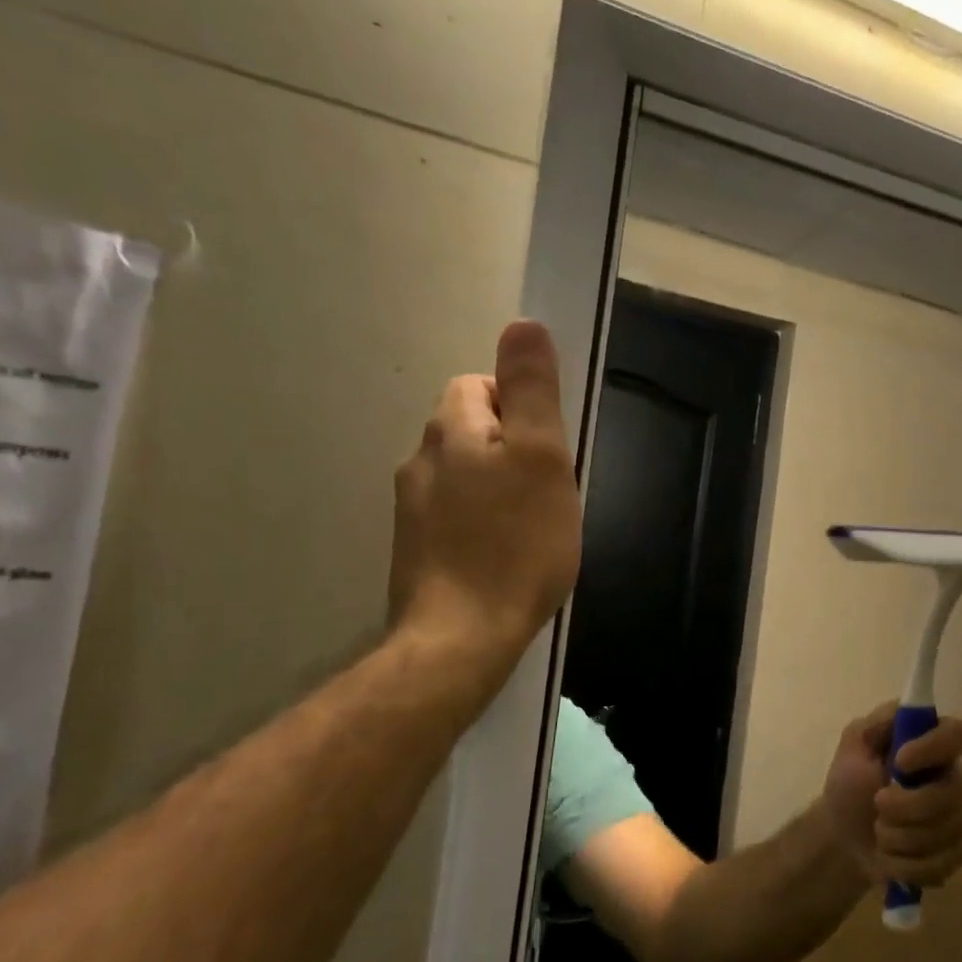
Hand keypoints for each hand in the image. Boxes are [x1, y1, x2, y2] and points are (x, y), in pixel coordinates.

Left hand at [387, 320, 581, 664]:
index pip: (481, 385)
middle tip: (548, 491)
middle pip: (471, 430)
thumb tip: (523, 324)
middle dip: (511, 449)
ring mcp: (411, 509)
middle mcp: (420, 460)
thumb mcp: (542, 458)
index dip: (521, 407)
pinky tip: (503, 556)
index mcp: (451, 430)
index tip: (550, 450)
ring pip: (464, 476)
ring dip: (496, 488)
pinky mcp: (415, 550)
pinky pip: (454, 516)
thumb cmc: (516, 544)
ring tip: (531, 528)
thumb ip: (532, 390)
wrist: (462, 637)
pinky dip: (481, 524)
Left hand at [822, 702, 961, 888]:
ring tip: (879, 832)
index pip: (959, 735)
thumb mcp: (854, 744)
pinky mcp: (956, 853)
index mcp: (932, 743)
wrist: (843, 836)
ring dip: (901, 837)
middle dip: (908, 806)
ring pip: (947, 832)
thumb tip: (906, 710)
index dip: (934, 749)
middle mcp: (953, 777)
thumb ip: (877, 724)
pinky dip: (906, 864)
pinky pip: (943, 863)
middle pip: (954, 792)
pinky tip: (890, 856)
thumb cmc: (850, 782)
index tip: (900, 761)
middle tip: (877, 804)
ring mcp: (959, 817)